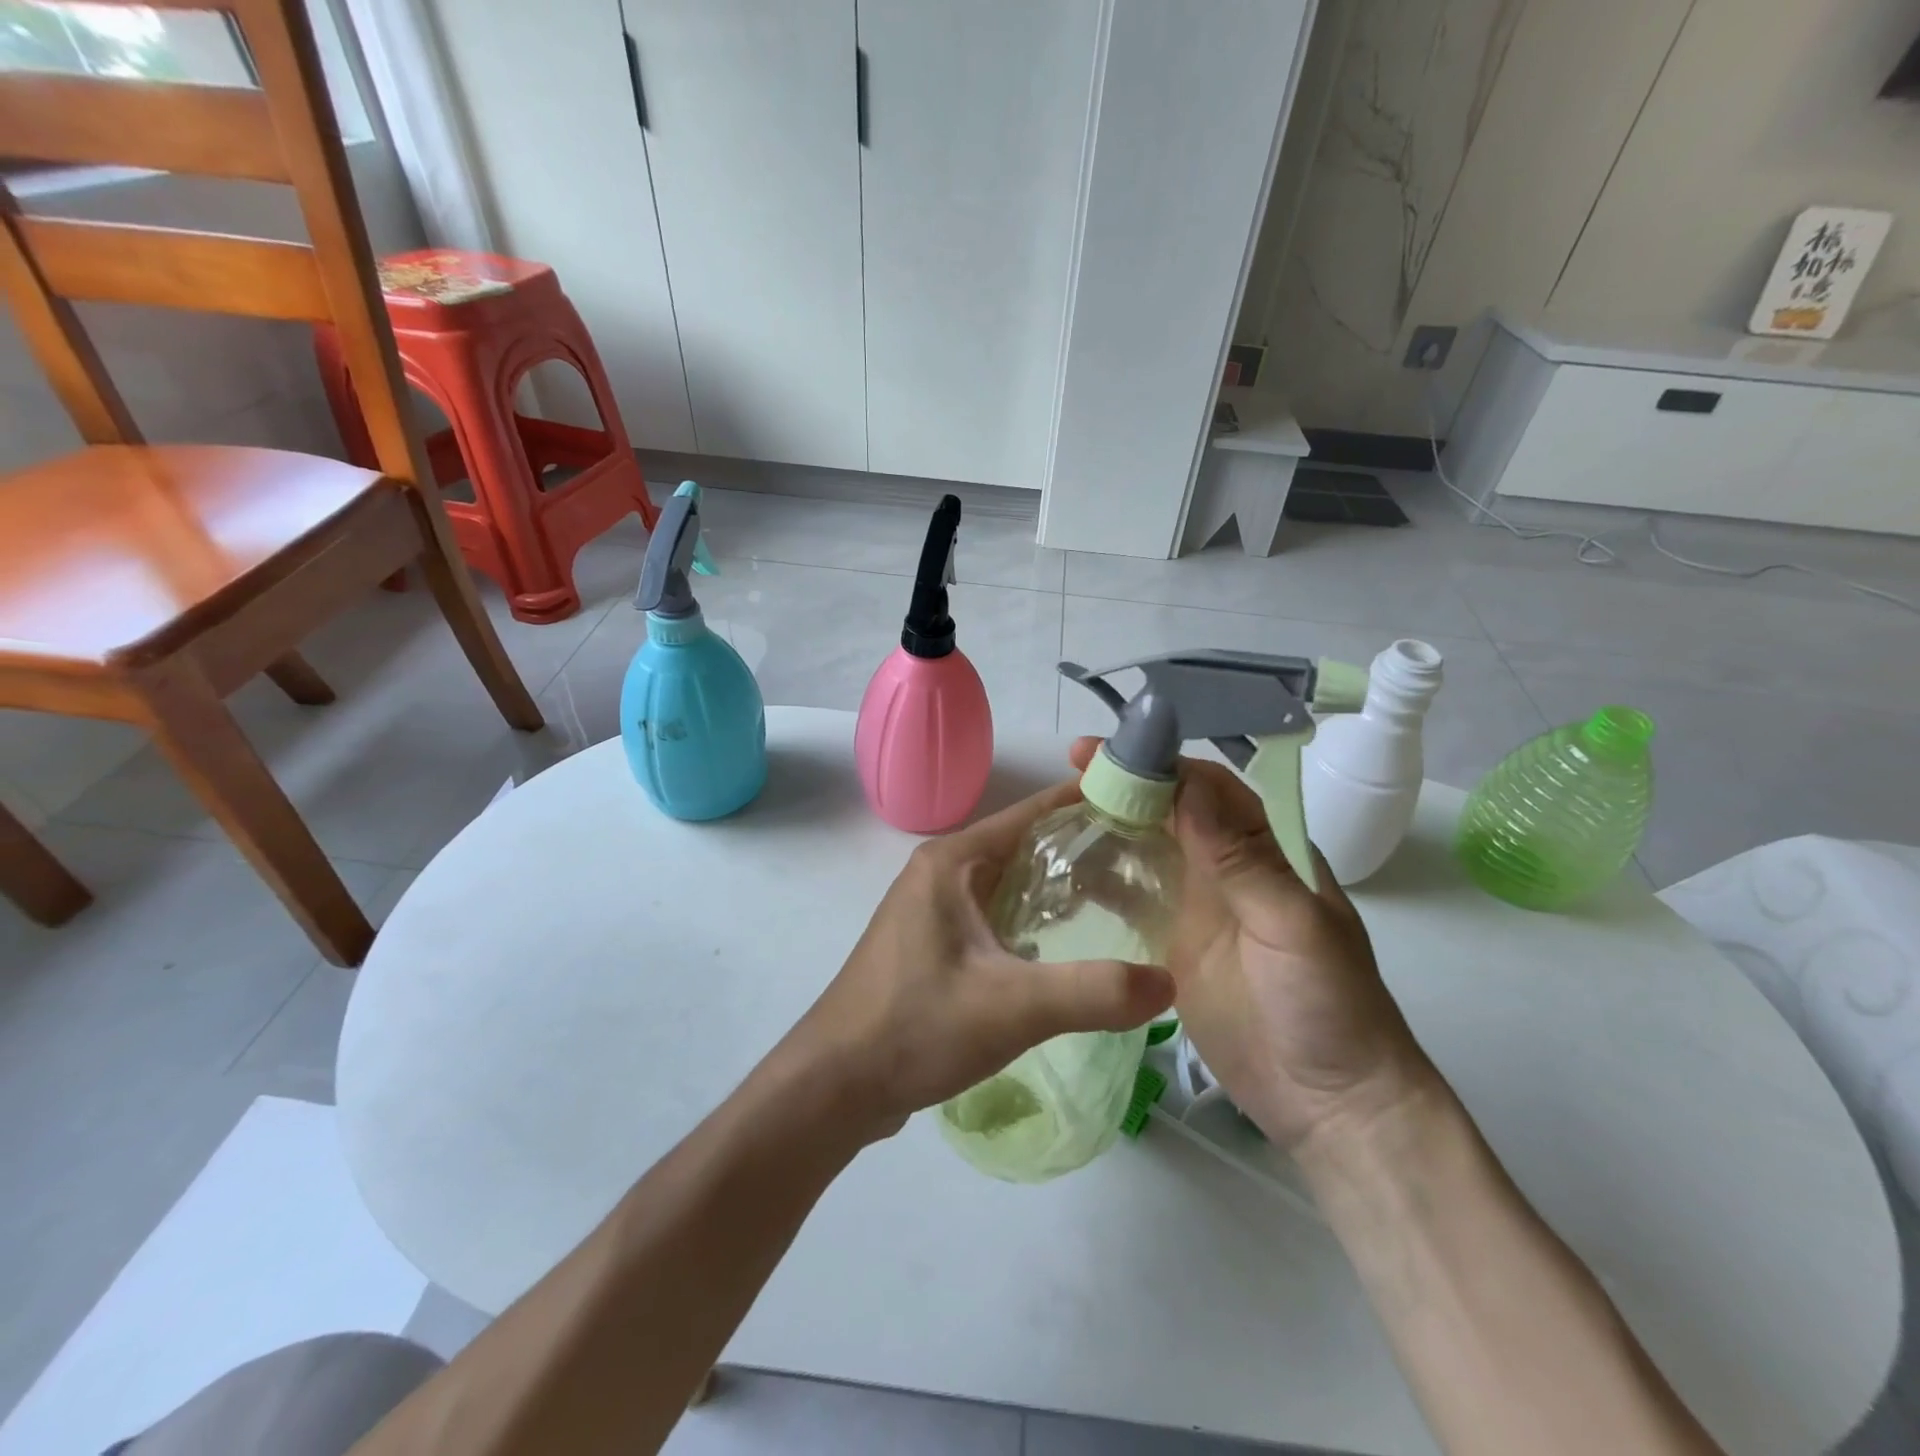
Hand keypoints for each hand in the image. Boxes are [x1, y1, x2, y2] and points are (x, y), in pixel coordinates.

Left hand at [790, 777, 1174, 1141]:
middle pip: (1024, 846)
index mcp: (952, 861)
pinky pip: (993, 915)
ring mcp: (932, 909)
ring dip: (1057, 888)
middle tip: (1146, 864)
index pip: (1032, 813)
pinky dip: (1032, 919)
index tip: (1143, 807)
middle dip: (1081, 850)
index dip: (1087, 804)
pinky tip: (1066, 946)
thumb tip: (1168, 980)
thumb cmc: (915, 1027)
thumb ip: (1094, 992)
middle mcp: (940, 872)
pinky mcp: (932, 943)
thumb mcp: (1012, 1007)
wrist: (835, 1084)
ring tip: (1120, 901)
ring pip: (1009, 883)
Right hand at [1069, 739, 1436, 1153]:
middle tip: (1070, 772)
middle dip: (1127, 786)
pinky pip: (1133, 901)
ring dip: (1111, 826)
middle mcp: (1228, 869)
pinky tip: (1067, 871)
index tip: (1111, 752)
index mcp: (1267, 851)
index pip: (1210, 789)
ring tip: (1058, 813)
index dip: (1162, 764)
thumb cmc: (1327, 1007)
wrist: (1329, 1104)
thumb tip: (1189, 786)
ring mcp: (1197, 908)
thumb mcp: (1291, 926)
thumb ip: (1239, 859)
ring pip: (1148, 850)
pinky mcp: (1172, 946)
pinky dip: (1104, 881)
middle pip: (1171, 812)